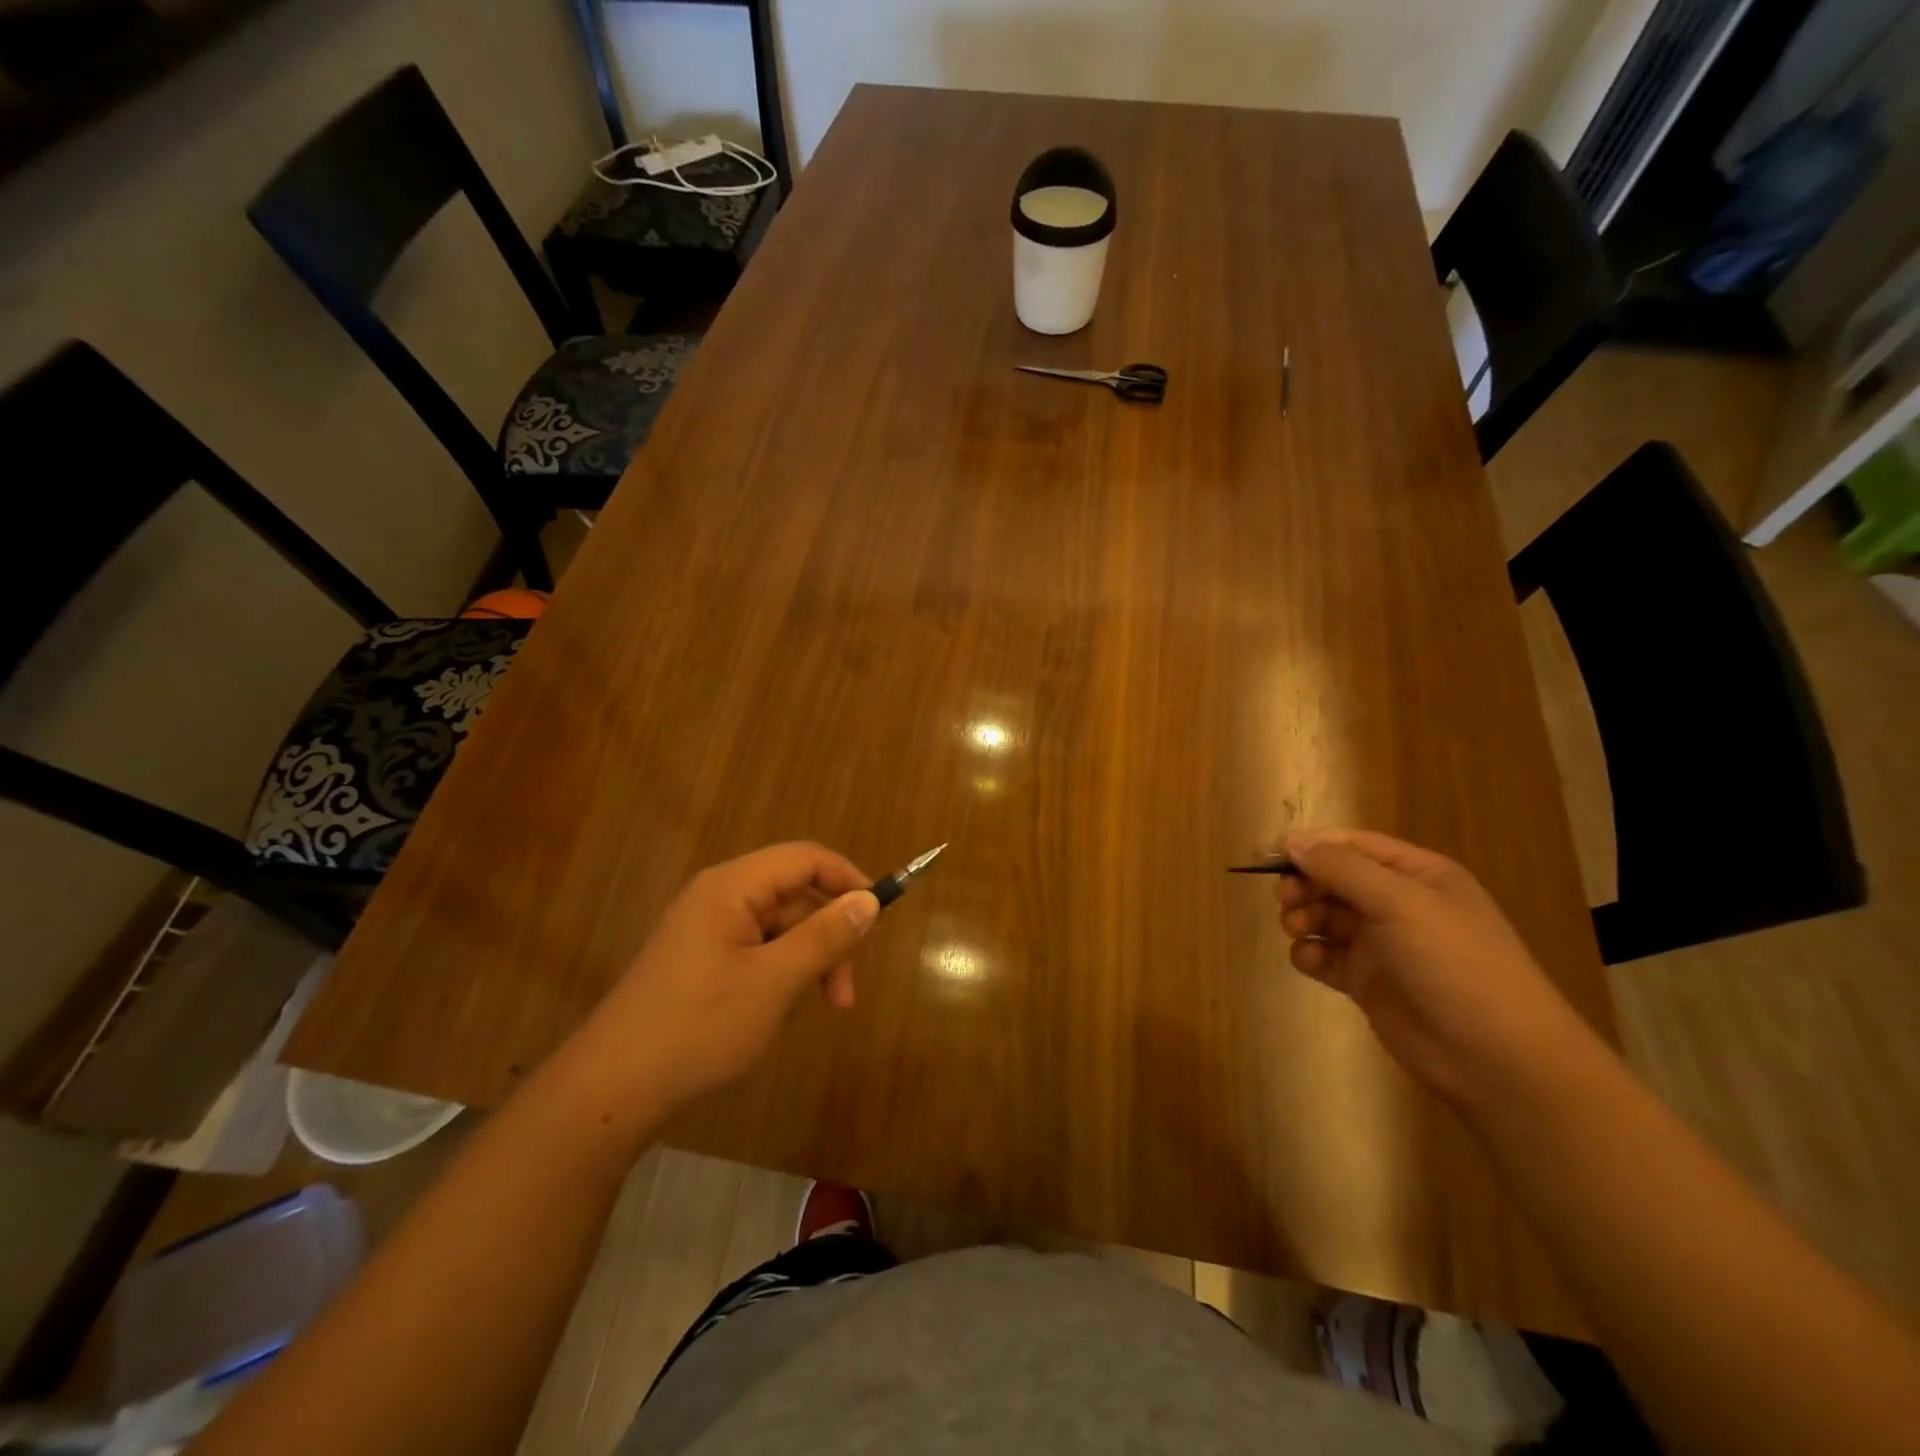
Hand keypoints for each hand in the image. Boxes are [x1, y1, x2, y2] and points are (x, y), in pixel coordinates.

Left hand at [574, 843, 879, 1112]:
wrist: (612, 1090)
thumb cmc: (699, 1027)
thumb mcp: (775, 982)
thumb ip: (825, 936)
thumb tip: (870, 900)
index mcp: (731, 886)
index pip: (804, 859)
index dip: (847, 879)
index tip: (877, 917)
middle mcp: (717, 897)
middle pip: (794, 898)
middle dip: (826, 940)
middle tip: (843, 997)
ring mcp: (705, 930)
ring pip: (778, 930)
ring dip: (805, 964)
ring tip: (807, 1012)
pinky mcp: (699, 961)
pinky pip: (756, 952)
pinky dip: (778, 976)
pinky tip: (774, 1015)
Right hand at [1276, 829, 1596, 1106]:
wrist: (1497, 1057)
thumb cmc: (1454, 963)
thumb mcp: (1400, 902)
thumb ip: (1342, 868)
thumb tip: (1291, 842)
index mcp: (1418, 875)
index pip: (1354, 845)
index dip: (1313, 846)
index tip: (1272, 855)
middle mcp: (1399, 904)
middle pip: (1335, 880)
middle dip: (1305, 884)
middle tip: (1285, 899)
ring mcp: (1383, 945)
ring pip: (1326, 917)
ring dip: (1303, 917)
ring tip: (1296, 930)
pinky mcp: (1367, 982)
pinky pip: (1326, 956)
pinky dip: (1310, 955)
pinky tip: (1310, 962)